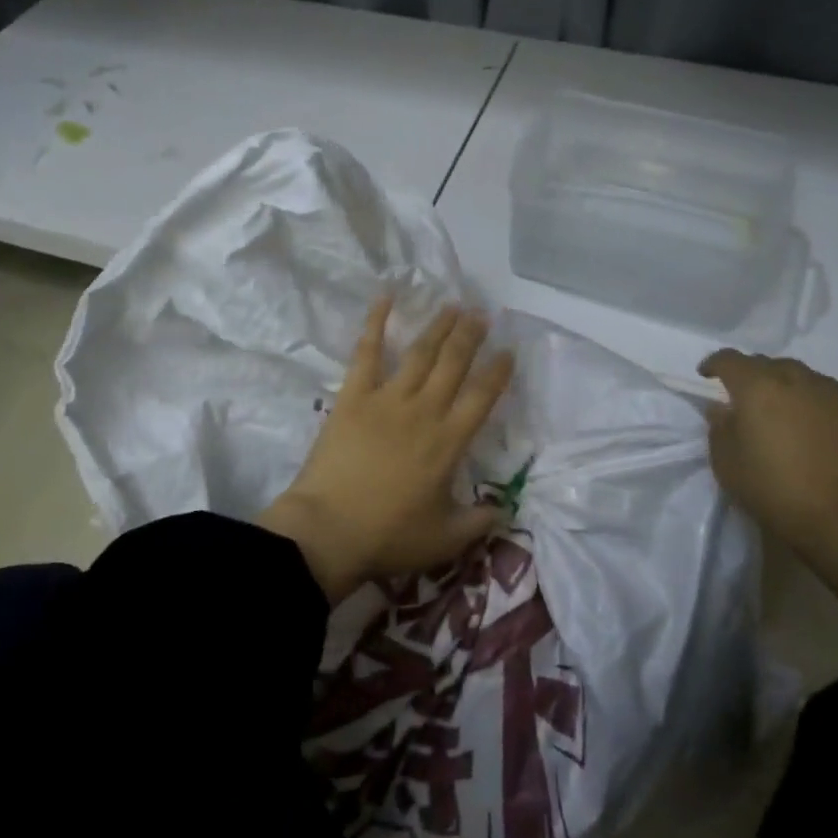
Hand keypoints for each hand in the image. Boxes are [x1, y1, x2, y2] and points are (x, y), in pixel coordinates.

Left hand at [260, 295, 514, 602]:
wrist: (329, 531)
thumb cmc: (389, 536)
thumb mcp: (446, 539)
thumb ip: (480, 521)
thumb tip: (505, 510)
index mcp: (449, 441)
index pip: (483, 396)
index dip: (498, 372)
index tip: (509, 351)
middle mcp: (424, 411)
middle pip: (454, 363)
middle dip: (470, 336)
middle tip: (481, 314)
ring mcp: (387, 399)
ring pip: (420, 353)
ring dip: (438, 327)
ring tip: (452, 307)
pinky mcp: (353, 396)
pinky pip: (366, 353)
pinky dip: (375, 323)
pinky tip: (385, 298)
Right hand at [697, 350, 837, 548]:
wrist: (837, 515)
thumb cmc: (770, 487)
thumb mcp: (725, 461)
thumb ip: (719, 427)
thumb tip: (722, 408)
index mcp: (756, 385)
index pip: (729, 360)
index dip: (713, 363)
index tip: (705, 375)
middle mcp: (791, 378)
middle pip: (763, 362)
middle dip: (746, 373)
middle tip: (737, 395)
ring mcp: (824, 392)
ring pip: (793, 371)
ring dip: (776, 380)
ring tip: (770, 402)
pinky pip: (816, 388)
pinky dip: (801, 393)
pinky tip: (799, 414)